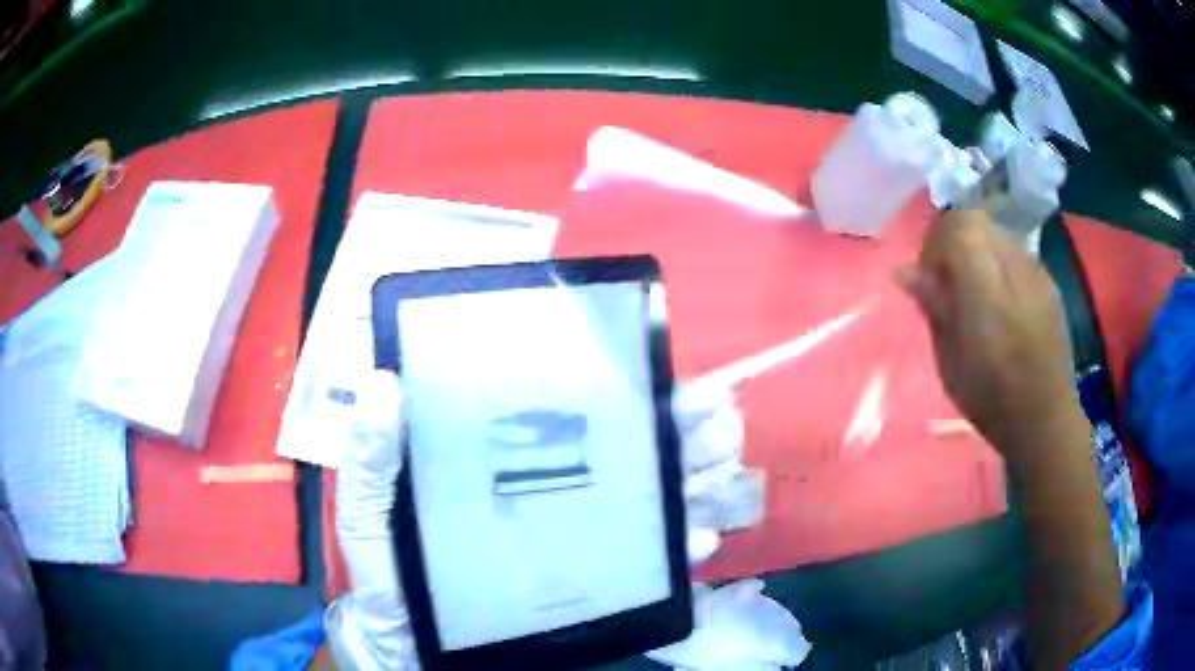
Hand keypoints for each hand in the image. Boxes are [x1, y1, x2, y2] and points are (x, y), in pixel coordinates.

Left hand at [328, 371, 746, 667]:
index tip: (673, 381)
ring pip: (656, 502)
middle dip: (685, 434)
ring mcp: (579, 542)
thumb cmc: (393, 578)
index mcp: (509, 466)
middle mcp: (556, 495)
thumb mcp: (370, 516)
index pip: (579, 418)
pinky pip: (651, 562)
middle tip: (720, 422)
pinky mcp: (593, 585)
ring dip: (698, 484)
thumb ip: (371, 462)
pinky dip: (683, 546)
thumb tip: (382, 384)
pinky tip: (699, 541)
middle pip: (633, 455)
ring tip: (722, 471)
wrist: (414, 651)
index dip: (629, 397)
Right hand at [895, 209, 1082, 463]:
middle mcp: (1016, 269)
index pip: (958, 225)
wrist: (1046, 419)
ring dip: (977, 249)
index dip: (936, 242)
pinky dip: (998, 262)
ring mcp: (1036, 271)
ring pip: (995, 230)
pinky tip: (1001, 300)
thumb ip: (934, 308)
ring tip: (976, 292)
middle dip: (954, 241)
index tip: (931, 277)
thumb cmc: (992, 402)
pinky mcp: (1048, 279)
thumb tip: (905, 271)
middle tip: (950, 282)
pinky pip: (1014, 249)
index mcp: (987, 295)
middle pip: (975, 219)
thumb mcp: (950, 363)